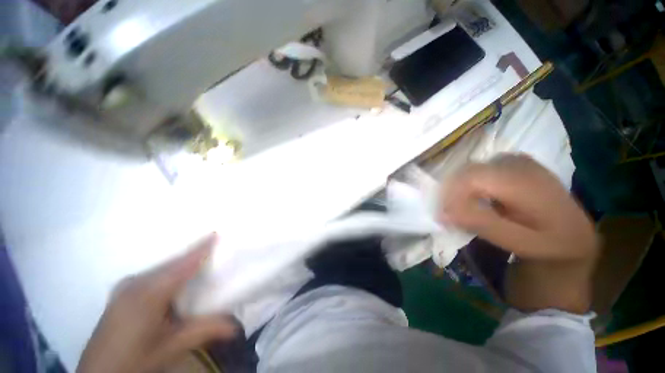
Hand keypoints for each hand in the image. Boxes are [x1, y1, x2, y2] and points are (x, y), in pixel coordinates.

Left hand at [77, 233, 236, 372]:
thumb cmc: (134, 359)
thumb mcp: (171, 347)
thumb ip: (205, 330)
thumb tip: (236, 325)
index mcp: (148, 293)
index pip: (182, 264)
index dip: (200, 248)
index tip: (216, 232)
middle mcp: (136, 282)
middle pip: (172, 263)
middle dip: (194, 254)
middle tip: (214, 247)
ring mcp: (126, 286)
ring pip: (162, 268)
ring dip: (182, 263)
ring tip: (201, 259)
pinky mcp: (122, 292)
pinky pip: (153, 274)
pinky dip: (169, 271)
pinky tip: (176, 278)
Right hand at [440, 154, 597, 261]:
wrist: (574, 233)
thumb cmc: (550, 244)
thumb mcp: (518, 242)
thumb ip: (482, 224)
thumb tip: (443, 214)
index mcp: (527, 184)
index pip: (472, 178)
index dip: (450, 195)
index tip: (444, 216)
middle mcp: (520, 164)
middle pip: (467, 171)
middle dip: (451, 193)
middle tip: (450, 215)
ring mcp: (516, 160)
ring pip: (470, 169)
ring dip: (459, 189)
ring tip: (462, 209)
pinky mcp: (512, 161)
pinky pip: (478, 169)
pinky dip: (469, 184)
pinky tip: (476, 199)